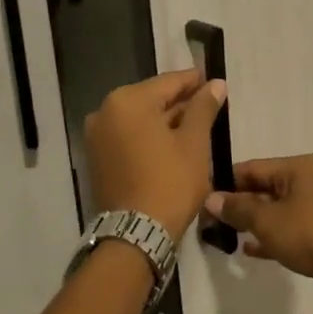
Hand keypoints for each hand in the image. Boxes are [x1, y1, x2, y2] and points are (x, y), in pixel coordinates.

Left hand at [84, 69, 226, 238]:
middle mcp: (105, 111)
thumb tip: (216, 84)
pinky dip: (148, 136)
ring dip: (165, 121)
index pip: (168, 82)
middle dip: (179, 102)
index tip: (213, 79)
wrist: (136, 233)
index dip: (194, 81)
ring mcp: (97, 136)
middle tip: (208, 104)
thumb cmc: (170, 182)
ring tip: (195, 125)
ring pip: (139, 119)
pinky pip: (128, 137)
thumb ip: (203, 108)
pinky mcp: (97, 158)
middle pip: (151, 99)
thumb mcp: (195, 143)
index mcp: (128, 101)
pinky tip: (172, 144)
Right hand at [205, 154, 312, 300]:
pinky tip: (250, 250)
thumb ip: (239, 209)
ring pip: (277, 210)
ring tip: (225, 237)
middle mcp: (309, 180)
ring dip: (253, 222)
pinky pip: (290, 228)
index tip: (201, 200)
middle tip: (210, 223)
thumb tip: (211, 198)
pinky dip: (271, 236)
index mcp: (297, 167)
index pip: (251, 169)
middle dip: (238, 205)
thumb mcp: (269, 221)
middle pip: (264, 188)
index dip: (225, 184)